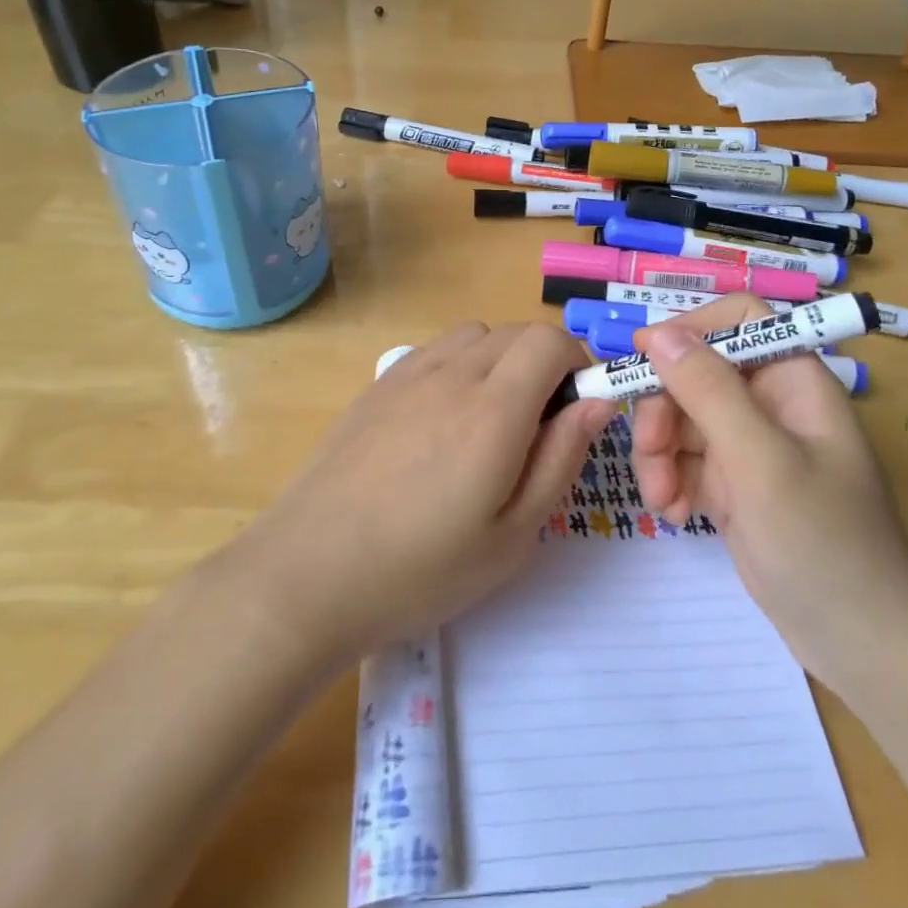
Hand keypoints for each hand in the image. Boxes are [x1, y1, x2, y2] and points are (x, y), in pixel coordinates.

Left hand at [234, 322, 616, 659]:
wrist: (309, 575)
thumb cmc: (421, 570)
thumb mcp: (512, 535)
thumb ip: (561, 459)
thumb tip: (598, 402)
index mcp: (493, 409)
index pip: (550, 341)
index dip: (576, 364)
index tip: (576, 409)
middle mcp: (452, 374)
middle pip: (515, 331)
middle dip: (544, 362)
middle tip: (539, 425)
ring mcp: (407, 375)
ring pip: (474, 334)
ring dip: (500, 359)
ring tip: (490, 420)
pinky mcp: (376, 386)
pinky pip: (434, 351)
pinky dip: (458, 365)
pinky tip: (441, 421)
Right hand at [632, 296, 907, 698]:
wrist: (861, 643)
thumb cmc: (823, 542)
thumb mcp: (761, 460)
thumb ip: (708, 390)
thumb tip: (656, 332)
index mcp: (793, 379)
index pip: (739, 319)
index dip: (690, 328)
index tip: (643, 359)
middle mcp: (770, 403)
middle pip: (695, 372)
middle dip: (663, 411)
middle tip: (650, 456)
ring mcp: (750, 446)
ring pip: (681, 418)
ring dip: (659, 454)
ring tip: (663, 502)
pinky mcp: (734, 485)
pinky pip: (684, 461)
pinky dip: (671, 482)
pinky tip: (677, 515)